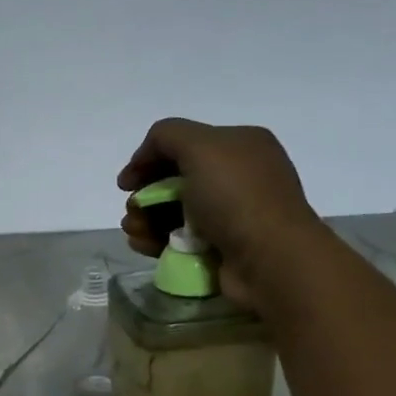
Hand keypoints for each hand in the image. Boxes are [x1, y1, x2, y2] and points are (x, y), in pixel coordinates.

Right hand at [117, 118, 321, 310]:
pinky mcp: (222, 248)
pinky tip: (143, 245)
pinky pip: (180, 239)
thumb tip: (145, 160)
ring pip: (173, 212)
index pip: (183, 144)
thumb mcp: (200, 145)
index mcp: (240, 145)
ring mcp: (231, 215)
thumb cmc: (236, 197)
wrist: (270, 259)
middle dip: (145, 195)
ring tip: (134, 232)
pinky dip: (157, 240)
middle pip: (174, 180)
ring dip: (145, 219)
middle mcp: (238, 177)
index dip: (148, 159)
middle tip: (132, 211)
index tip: (125, 184)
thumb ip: (166, 135)